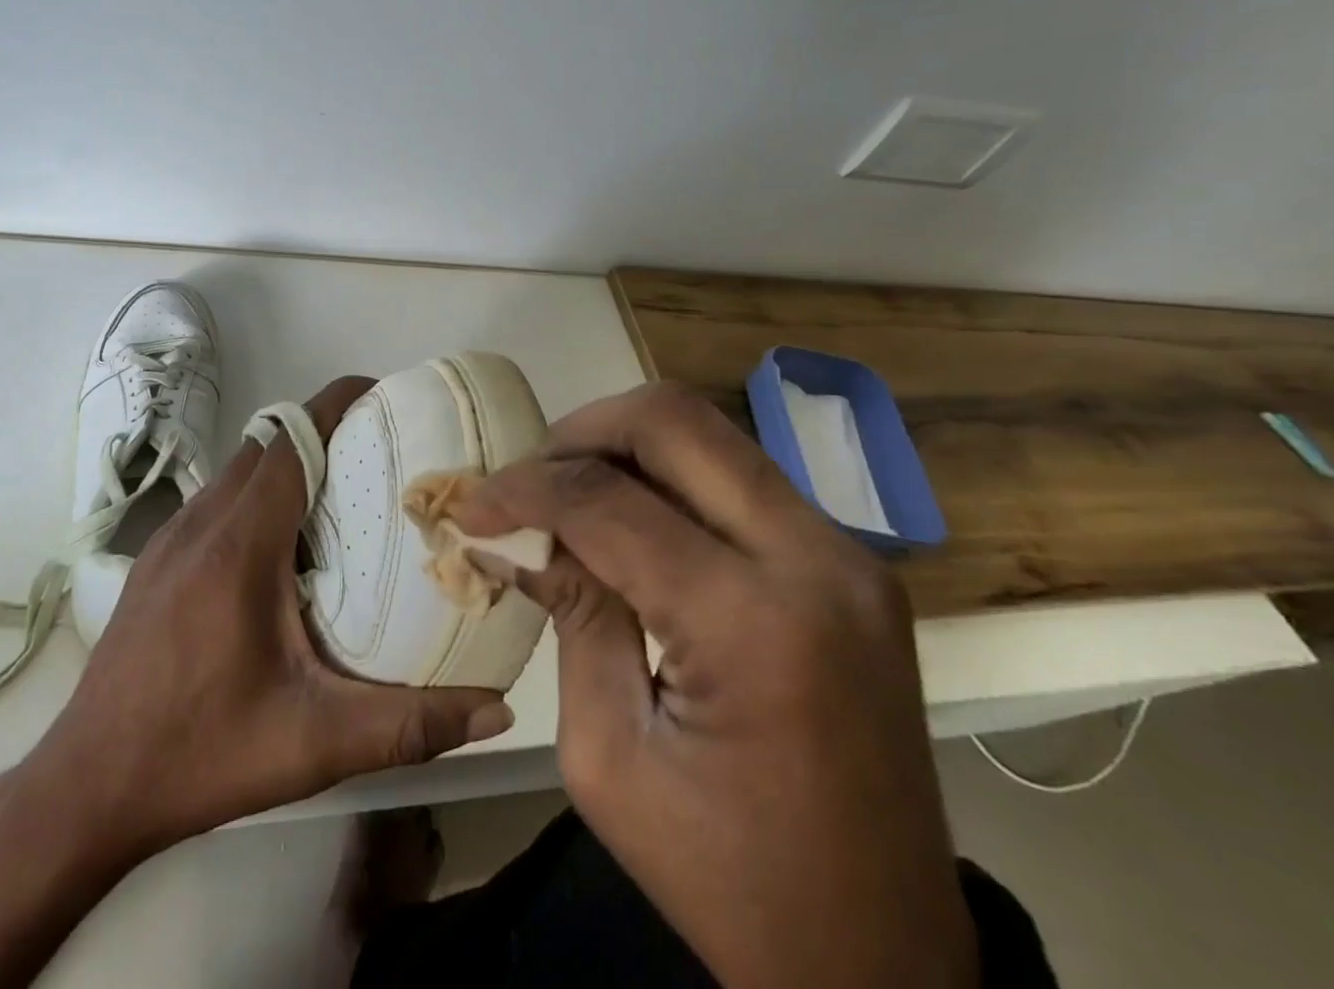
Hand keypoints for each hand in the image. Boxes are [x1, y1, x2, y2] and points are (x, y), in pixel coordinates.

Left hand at [23, 375, 514, 861]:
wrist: (86, 788)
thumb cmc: (202, 753)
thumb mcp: (313, 744)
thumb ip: (409, 725)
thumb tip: (495, 711)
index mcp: (239, 543)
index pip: (291, 441)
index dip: (335, 404)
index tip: (383, 395)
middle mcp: (200, 523)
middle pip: (266, 443)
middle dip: (321, 430)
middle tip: (378, 452)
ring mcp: (169, 538)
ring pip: (237, 469)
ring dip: (286, 462)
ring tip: (340, 493)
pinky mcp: (155, 560)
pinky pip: (216, 499)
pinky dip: (255, 493)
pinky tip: (281, 546)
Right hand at [453, 382, 975, 988]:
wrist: (884, 956)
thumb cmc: (730, 881)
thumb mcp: (609, 757)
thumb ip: (570, 616)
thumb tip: (519, 534)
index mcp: (753, 623)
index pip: (607, 500)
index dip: (523, 489)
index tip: (471, 505)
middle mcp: (814, 559)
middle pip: (671, 421)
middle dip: (578, 433)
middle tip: (527, 482)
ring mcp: (844, 552)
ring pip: (707, 435)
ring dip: (621, 448)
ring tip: (567, 497)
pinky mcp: (847, 562)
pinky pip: (735, 477)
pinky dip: (665, 478)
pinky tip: (626, 522)